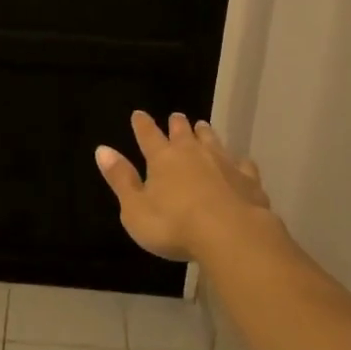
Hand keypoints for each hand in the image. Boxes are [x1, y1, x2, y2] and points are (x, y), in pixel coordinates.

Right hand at [95, 112, 272, 262]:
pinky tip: (239, 163)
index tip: (138, 114)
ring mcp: (223, 163)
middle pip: (183, 133)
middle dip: (177, 124)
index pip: (148, 135)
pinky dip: (237, 161)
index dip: (142, 125)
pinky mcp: (248, 179)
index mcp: (162, 158)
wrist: (231, 234)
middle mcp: (193, 153)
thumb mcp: (135, 208)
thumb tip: (102, 149)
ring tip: (203, 126)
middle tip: (176, 116)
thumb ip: (120, 179)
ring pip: (212, 141)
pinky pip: (242, 164)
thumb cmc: (174, 225)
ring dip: (205, 133)